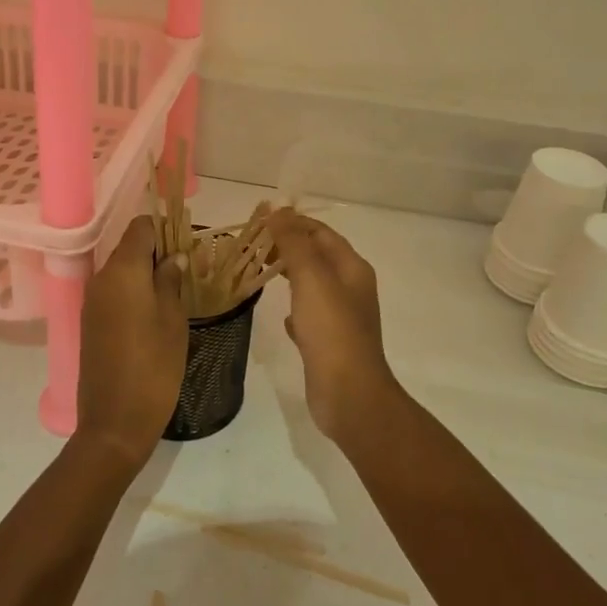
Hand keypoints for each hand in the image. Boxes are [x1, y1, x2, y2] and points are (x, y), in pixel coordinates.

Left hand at [76, 216, 187, 466]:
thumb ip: (171, 281)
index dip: (164, 229)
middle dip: (156, 252)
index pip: (141, 228)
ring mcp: (92, 301)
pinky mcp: (90, 321)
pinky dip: (132, 292)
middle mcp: (101, 278)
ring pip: (120, 270)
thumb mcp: (173, 320)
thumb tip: (172, 257)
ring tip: (173, 293)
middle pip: (129, 247)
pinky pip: (112, 292)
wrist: (114, 422)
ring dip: (144, 273)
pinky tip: (152, 312)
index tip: (186, 245)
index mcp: (123, 271)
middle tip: (185, 271)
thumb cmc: (153, 367)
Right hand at [265, 210, 404, 441]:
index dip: (293, 223)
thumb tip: (278, 211)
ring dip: (289, 275)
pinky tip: (281, 316)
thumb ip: (294, 242)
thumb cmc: (331, 330)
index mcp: (352, 268)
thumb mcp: (311, 277)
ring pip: (312, 286)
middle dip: (288, 247)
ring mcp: (342, 318)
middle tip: (254, 246)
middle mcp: (351, 289)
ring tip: (259, 272)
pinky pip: (310, 316)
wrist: (349, 394)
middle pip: (317, 257)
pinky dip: (294, 309)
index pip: (321, 233)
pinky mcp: (329, 343)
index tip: (260, 221)